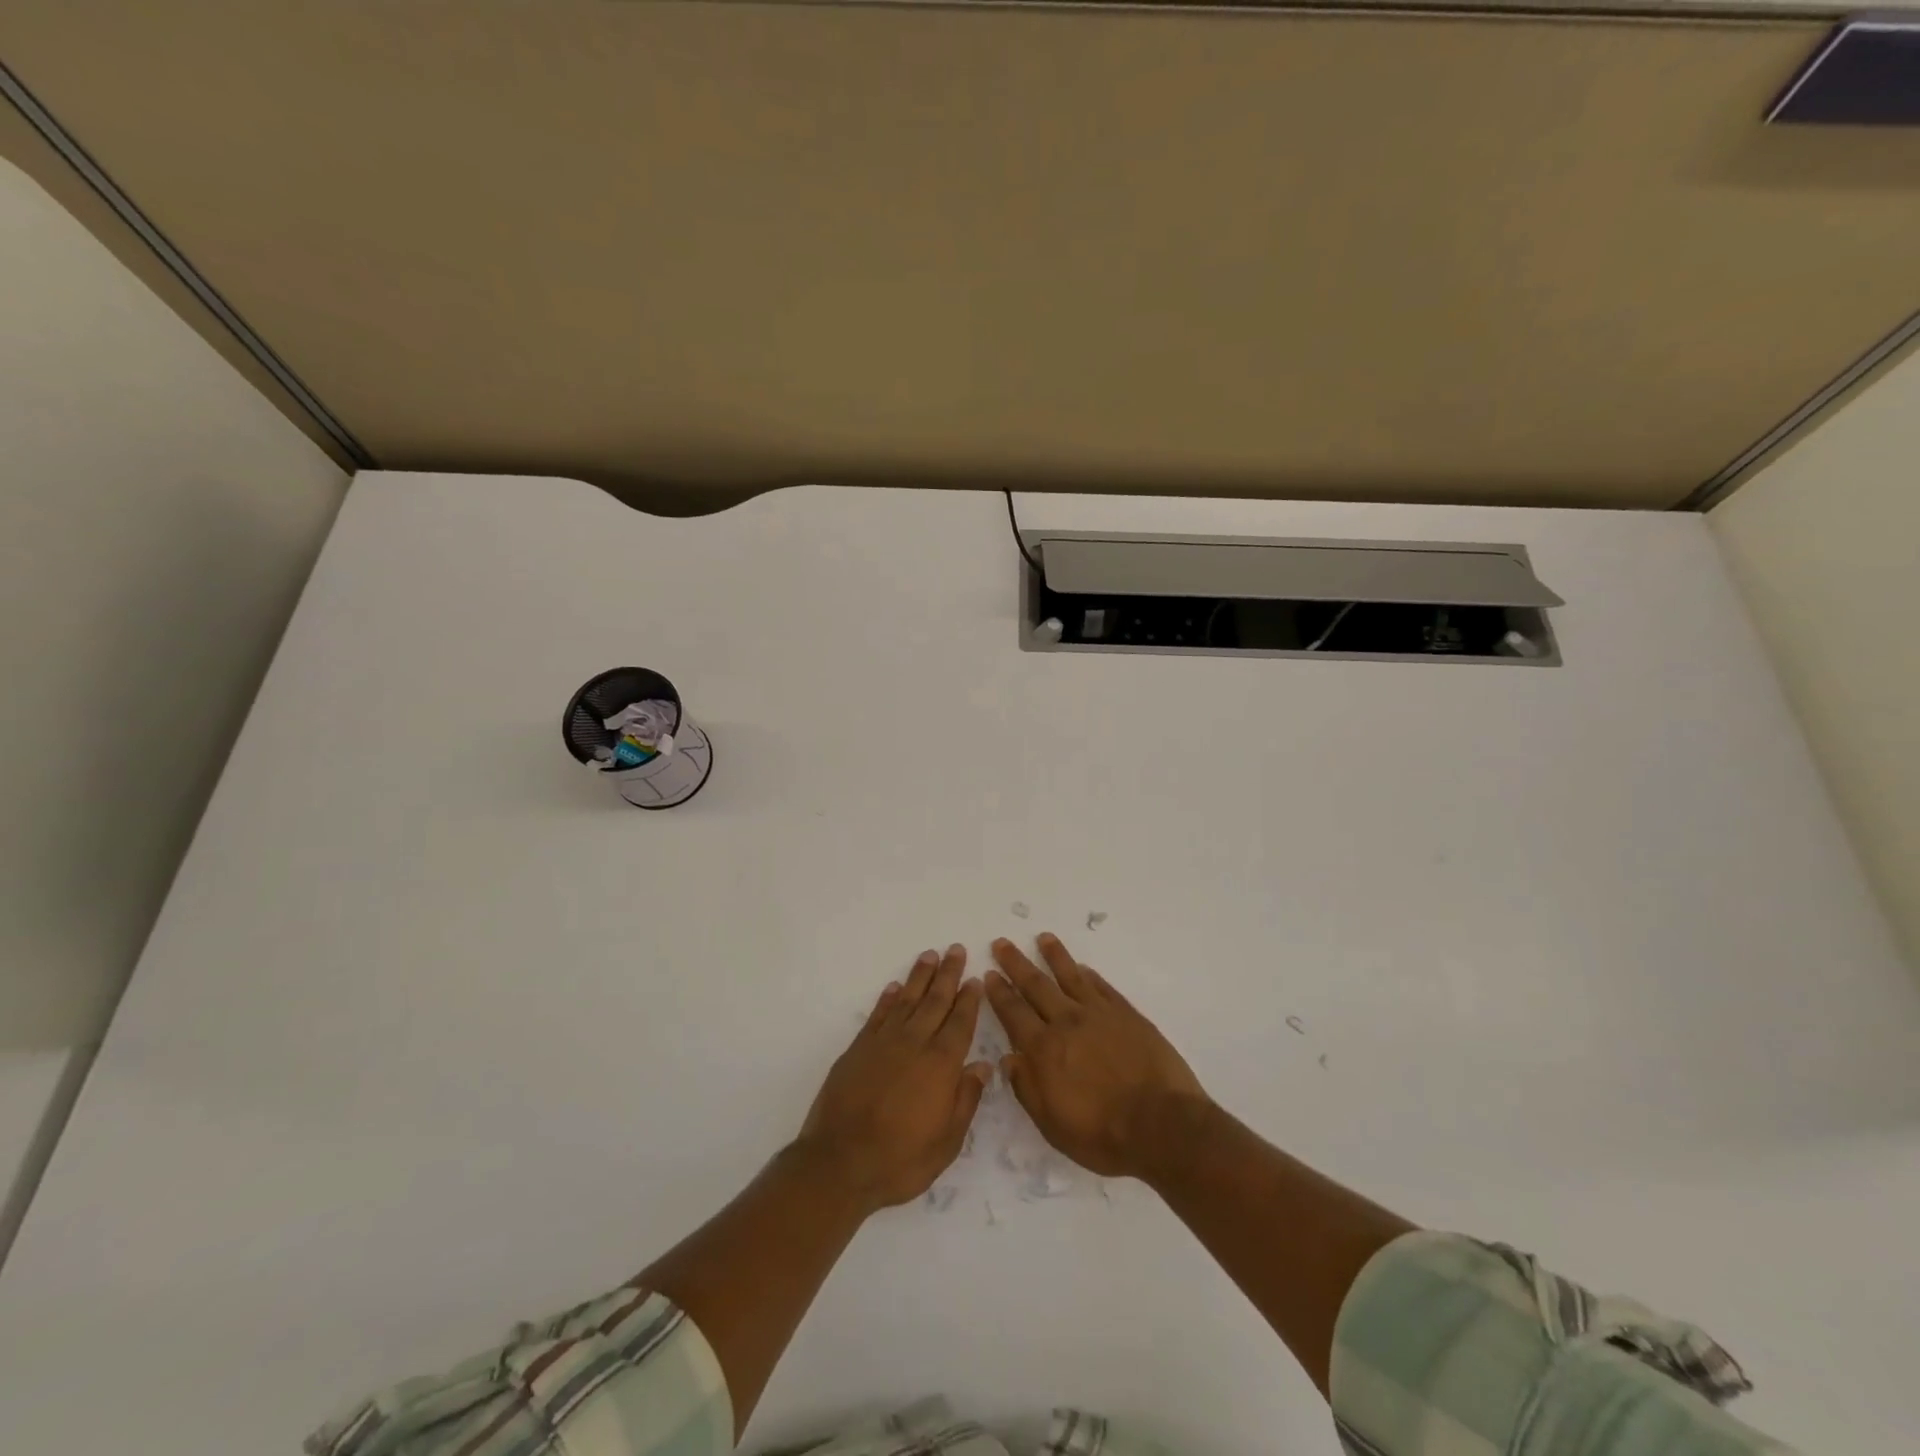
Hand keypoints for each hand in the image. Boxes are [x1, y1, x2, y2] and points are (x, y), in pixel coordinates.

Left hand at [797, 945, 991, 1212]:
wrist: (839, 1163)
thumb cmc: (900, 1160)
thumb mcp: (946, 1142)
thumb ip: (966, 1100)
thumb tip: (983, 1065)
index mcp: (940, 1065)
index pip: (960, 1023)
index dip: (968, 999)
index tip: (974, 978)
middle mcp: (914, 1044)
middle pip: (935, 1001)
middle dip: (948, 974)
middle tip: (956, 949)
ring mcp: (883, 1043)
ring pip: (907, 1000)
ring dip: (920, 977)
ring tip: (929, 955)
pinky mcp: (858, 1049)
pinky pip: (877, 1015)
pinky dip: (887, 999)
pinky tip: (895, 987)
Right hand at [987, 933, 1207, 1179]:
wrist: (1162, 1125)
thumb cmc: (1103, 1134)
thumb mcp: (1052, 1125)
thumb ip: (1027, 1088)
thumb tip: (1008, 1059)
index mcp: (1044, 1049)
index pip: (1014, 1013)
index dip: (999, 993)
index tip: (988, 974)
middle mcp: (1067, 1022)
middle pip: (1036, 985)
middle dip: (1016, 964)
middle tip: (1002, 943)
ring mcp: (1100, 1014)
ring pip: (1070, 976)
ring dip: (1054, 956)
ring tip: (1044, 938)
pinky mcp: (1127, 1015)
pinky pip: (1102, 987)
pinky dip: (1089, 975)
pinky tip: (1083, 968)